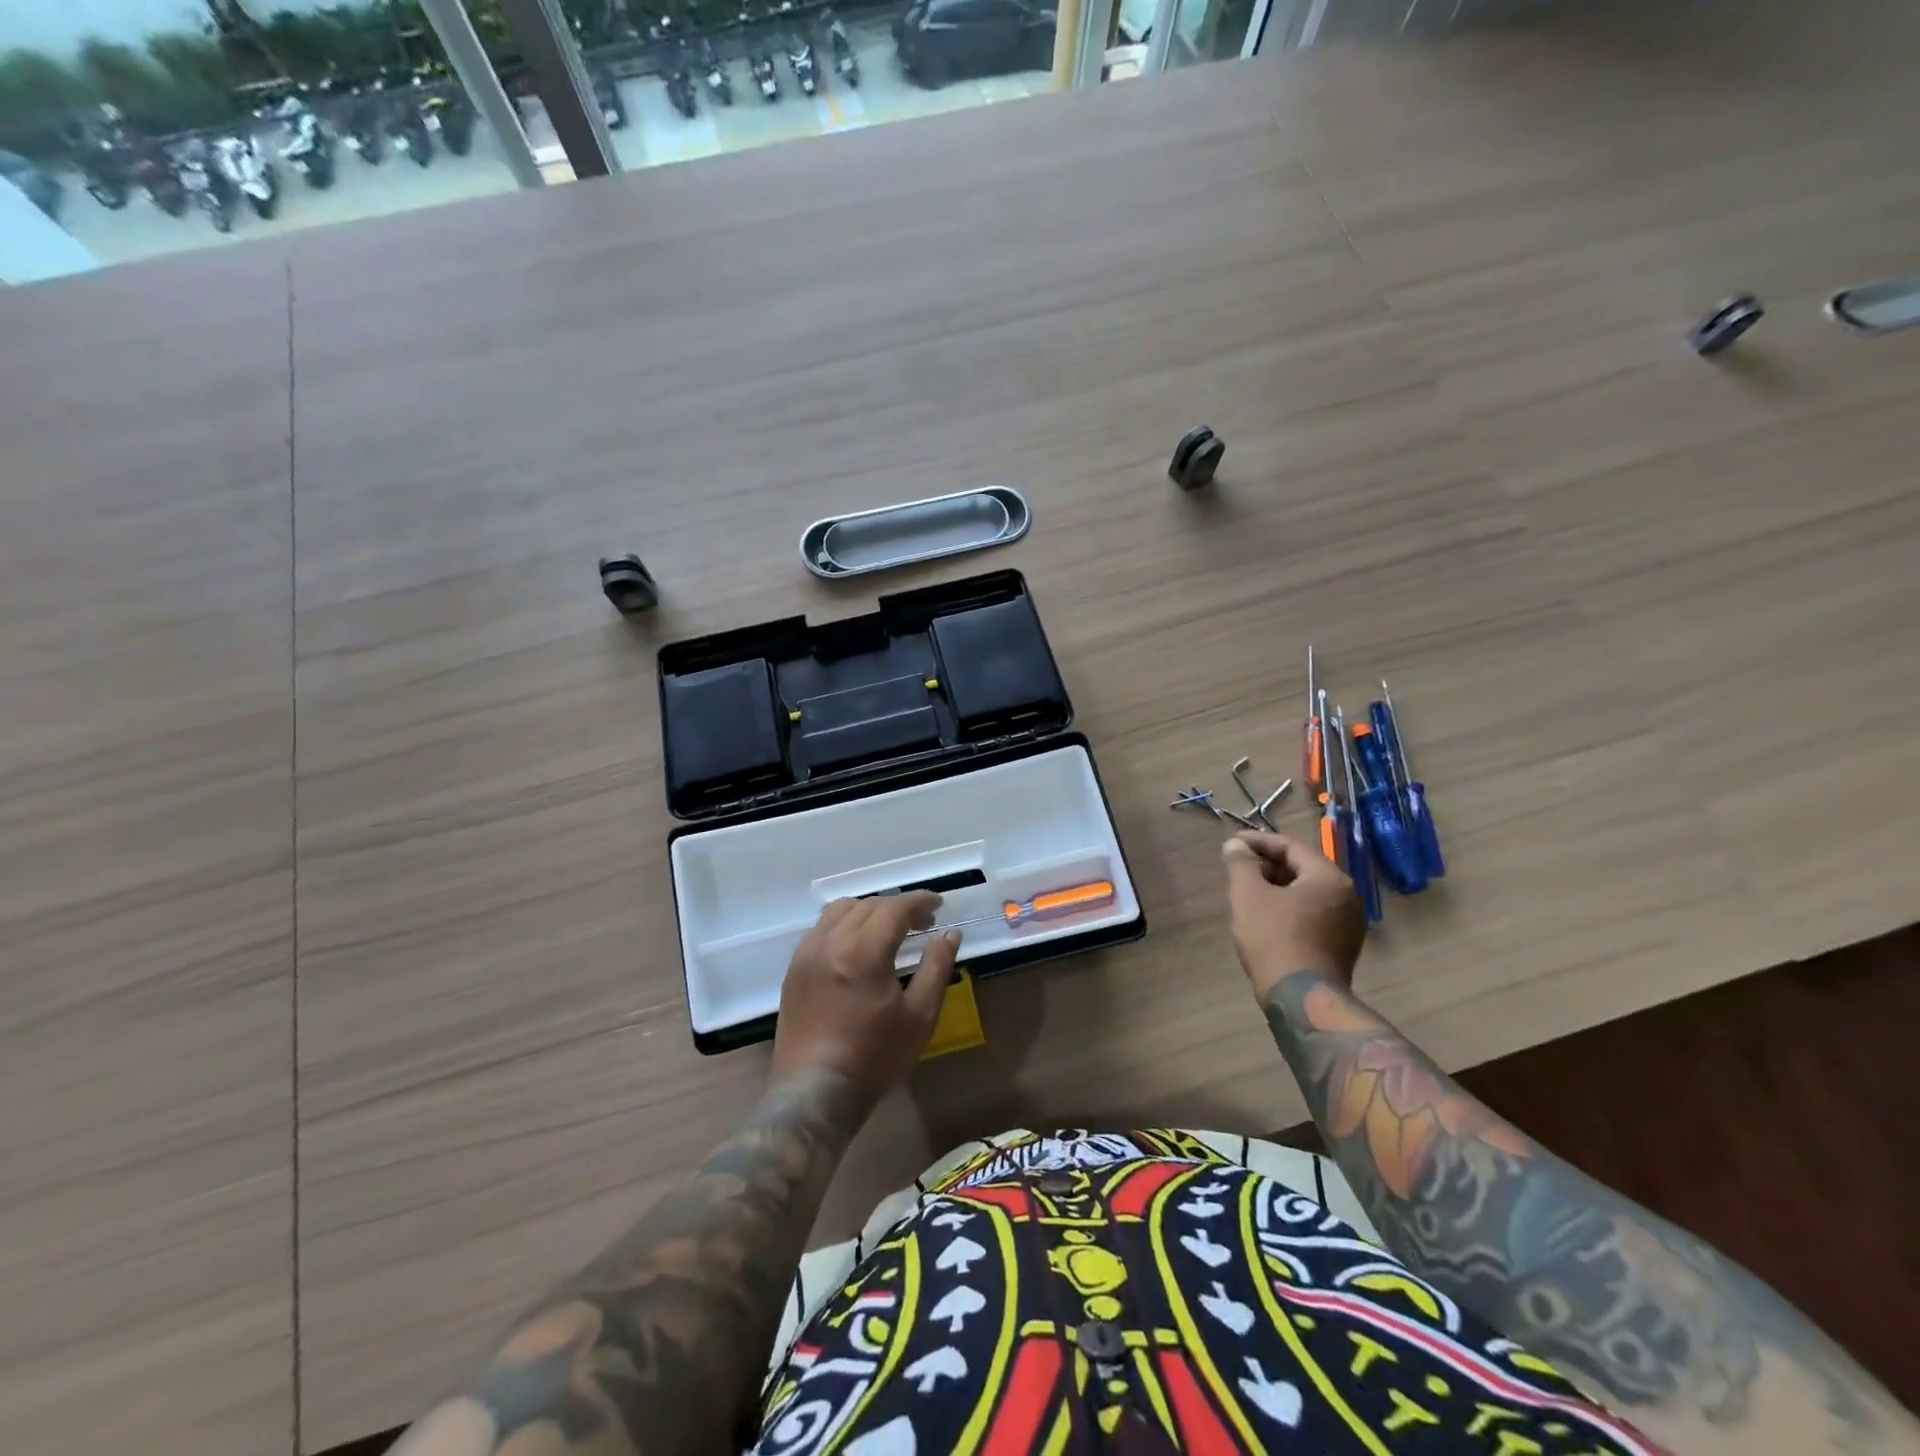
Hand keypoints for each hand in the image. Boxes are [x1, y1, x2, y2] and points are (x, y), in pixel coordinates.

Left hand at [771, 893, 960, 1114]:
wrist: (814, 1093)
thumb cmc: (874, 1058)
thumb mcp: (919, 1016)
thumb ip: (936, 967)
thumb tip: (950, 933)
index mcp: (864, 951)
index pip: (895, 907)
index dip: (920, 901)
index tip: (938, 905)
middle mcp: (831, 941)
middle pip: (868, 904)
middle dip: (898, 906)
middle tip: (921, 923)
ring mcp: (808, 953)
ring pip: (840, 910)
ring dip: (869, 910)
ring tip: (888, 930)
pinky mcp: (794, 968)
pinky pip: (821, 928)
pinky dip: (844, 924)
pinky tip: (857, 945)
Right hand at [1222, 831, 1366, 1000]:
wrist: (1302, 998)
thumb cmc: (1274, 939)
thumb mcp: (1248, 895)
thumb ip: (1240, 863)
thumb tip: (1235, 845)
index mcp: (1329, 877)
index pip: (1291, 847)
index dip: (1258, 842)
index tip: (1232, 843)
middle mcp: (1347, 895)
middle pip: (1302, 868)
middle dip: (1267, 864)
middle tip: (1238, 867)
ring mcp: (1349, 923)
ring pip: (1308, 892)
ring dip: (1277, 886)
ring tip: (1248, 890)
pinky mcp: (1343, 945)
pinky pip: (1314, 912)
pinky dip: (1290, 906)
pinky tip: (1267, 916)